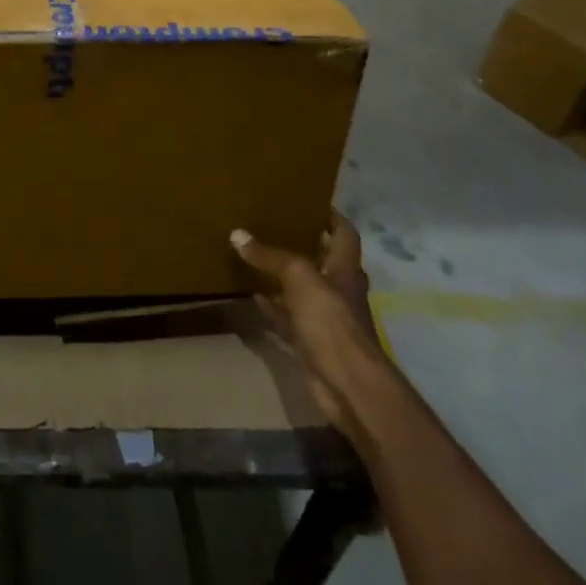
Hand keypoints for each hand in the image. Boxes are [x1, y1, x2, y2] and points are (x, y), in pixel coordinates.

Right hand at [231, 214, 387, 441]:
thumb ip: (270, 256)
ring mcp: (326, 318)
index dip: (331, 216)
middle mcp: (338, 289)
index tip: (309, 198)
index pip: (344, 234)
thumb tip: (237, 234)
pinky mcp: (310, 342)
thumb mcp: (299, 277)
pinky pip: (287, 317)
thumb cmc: (332, 322)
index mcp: (345, 269)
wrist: (348, 386)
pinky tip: (251, 293)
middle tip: (273, 221)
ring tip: (255, 251)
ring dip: (283, 274)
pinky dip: (272, 306)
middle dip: (303, 242)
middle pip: (323, 259)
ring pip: (302, 288)